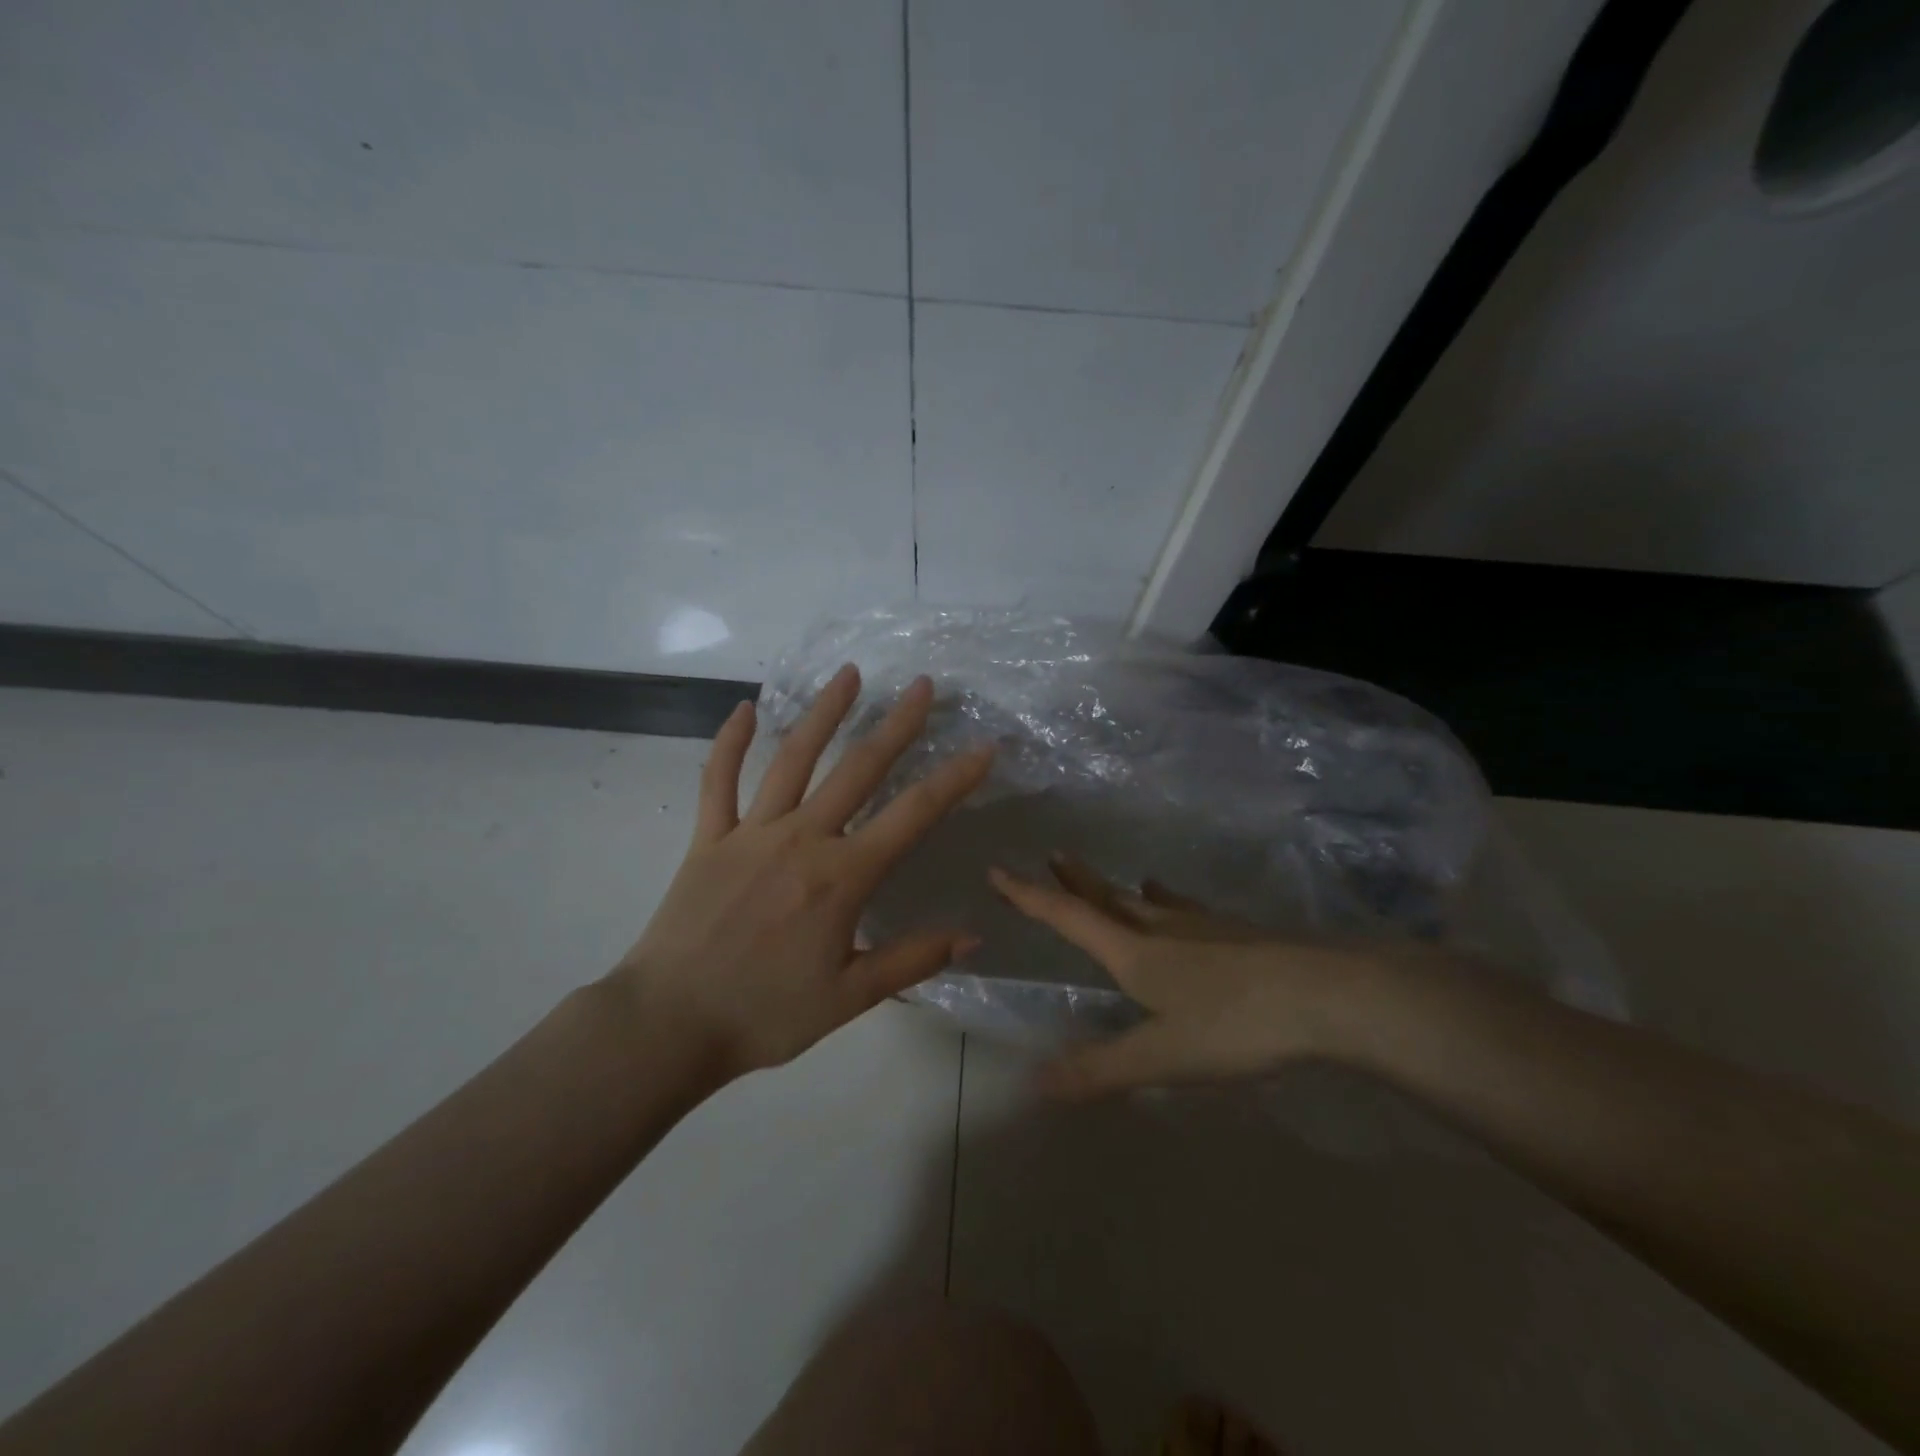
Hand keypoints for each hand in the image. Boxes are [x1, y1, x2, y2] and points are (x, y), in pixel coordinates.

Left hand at [610, 664, 992, 1082]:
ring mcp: (751, 832)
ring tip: (848, 674)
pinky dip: (730, 743)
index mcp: (841, 877)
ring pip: (793, 760)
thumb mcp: (849, 997)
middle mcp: (801, 839)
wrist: (669, 1025)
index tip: (982, 747)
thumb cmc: (765, 1014)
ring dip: (823, 714)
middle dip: (896, 725)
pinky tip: (745, 709)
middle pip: (858, 770)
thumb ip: (912, 960)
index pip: (912, 816)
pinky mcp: (708, 838)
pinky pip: (719, 781)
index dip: (953, 779)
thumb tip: (974, 935)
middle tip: (923, 687)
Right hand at [989, 856, 1383, 1097]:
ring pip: (1149, 902)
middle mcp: (1161, 930)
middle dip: (1075, 881)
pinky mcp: (1239, 934)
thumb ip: (1100, 1071)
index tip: (999, 870)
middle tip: (1053, 855)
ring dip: (1120, 890)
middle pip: (1107, 899)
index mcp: (1134, 954)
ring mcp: (1203, 927)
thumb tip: (1033, 1084)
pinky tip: (1181, 905)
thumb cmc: (1236, 1025)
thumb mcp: (1162, 1057)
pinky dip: (1171, 903)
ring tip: (1115, 881)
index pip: (1069, 918)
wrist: (1328, 995)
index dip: (1030, 896)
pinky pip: (1188, 911)